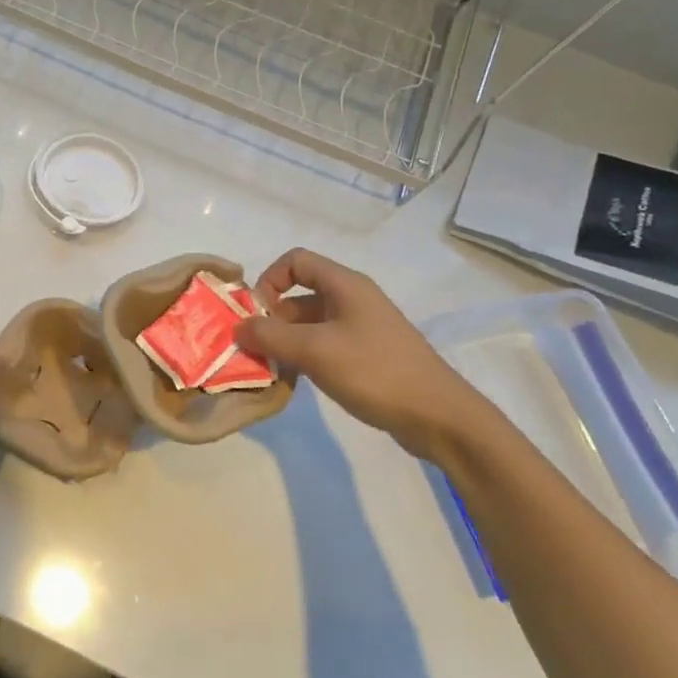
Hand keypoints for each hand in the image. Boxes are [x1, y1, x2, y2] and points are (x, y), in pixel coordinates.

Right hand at [237, 248, 498, 459]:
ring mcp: (362, 328)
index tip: (256, 315)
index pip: (295, 261)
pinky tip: (297, 381)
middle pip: (299, 294)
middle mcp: (353, 299)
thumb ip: (270, 336)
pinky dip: (305, 357)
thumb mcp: (314, 351)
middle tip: (256, 349)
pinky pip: (324, 345)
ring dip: (286, 341)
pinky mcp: (367, 355)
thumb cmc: (375, 372)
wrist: (439, 417)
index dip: (269, 280)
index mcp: (345, 285)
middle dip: (272, 318)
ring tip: (273, 368)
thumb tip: (238, 328)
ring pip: (309, 323)